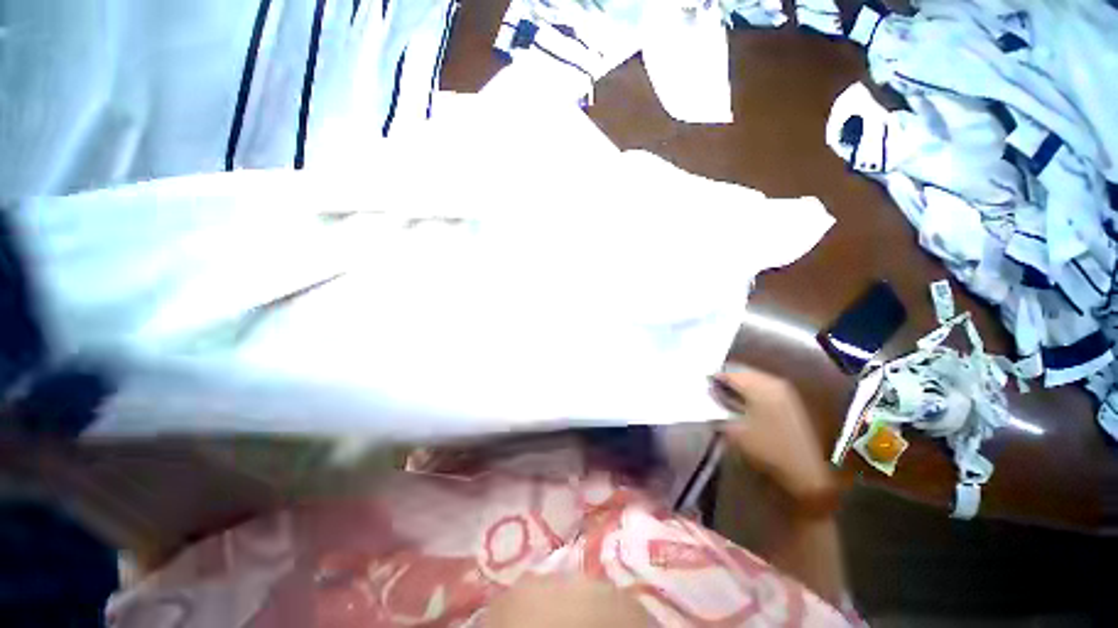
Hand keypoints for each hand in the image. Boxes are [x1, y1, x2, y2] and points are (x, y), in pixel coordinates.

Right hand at [714, 366, 834, 501]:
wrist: (805, 471)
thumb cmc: (766, 449)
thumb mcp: (734, 431)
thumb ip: (718, 410)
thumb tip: (710, 395)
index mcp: (759, 386)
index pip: (730, 373)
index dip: (714, 377)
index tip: (702, 382)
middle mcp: (773, 382)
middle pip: (743, 372)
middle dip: (726, 378)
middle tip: (712, 387)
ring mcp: (784, 390)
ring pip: (754, 378)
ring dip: (738, 383)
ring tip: (724, 393)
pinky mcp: (789, 400)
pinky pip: (763, 386)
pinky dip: (750, 389)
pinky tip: (742, 399)